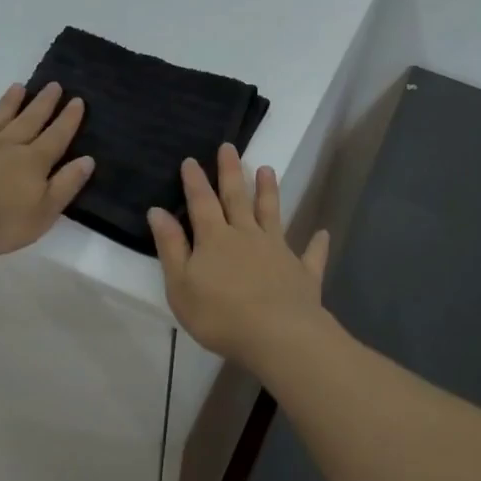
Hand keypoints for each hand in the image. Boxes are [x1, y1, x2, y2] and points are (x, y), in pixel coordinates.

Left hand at [0, 82, 94, 255]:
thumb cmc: (0, 222)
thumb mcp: (45, 211)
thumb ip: (66, 184)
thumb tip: (87, 160)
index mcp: (32, 161)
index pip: (56, 136)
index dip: (68, 119)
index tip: (77, 100)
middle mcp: (5, 148)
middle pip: (28, 121)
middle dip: (43, 104)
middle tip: (53, 85)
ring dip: (6, 105)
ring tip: (17, 87)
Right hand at [148, 143, 331, 359]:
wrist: (276, 334)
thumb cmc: (220, 314)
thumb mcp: (181, 284)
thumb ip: (171, 247)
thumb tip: (157, 211)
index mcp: (215, 239)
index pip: (202, 203)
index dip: (195, 181)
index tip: (191, 159)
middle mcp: (247, 235)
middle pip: (237, 198)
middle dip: (231, 172)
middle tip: (229, 147)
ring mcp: (278, 251)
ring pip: (272, 214)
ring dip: (269, 192)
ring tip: (267, 169)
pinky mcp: (303, 272)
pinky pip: (311, 255)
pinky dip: (317, 244)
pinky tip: (323, 234)